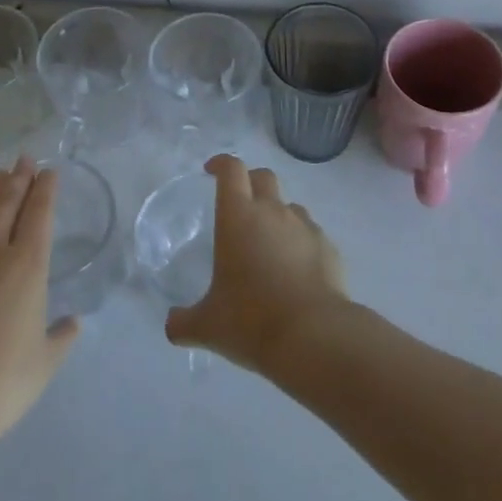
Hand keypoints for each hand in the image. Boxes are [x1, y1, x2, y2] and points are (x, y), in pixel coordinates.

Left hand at [0, 158, 78, 446]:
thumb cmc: (0, 385)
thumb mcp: (44, 363)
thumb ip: (61, 337)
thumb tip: (72, 322)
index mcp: (28, 268)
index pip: (40, 215)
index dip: (46, 189)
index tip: (50, 171)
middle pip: (8, 204)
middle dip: (19, 178)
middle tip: (25, 159)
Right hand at [165, 155, 349, 373]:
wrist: (314, 336)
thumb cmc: (251, 321)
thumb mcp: (207, 326)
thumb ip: (184, 321)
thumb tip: (172, 325)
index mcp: (239, 217)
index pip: (231, 170)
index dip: (221, 164)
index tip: (211, 171)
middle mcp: (273, 211)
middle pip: (264, 176)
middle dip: (250, 182)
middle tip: (239, 204)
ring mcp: (305, 226)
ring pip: (290, 206)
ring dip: (277, 215)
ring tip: (269, 245)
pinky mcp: (329, 247)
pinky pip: (311, 234)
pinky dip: (300, 243)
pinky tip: (296, 271)